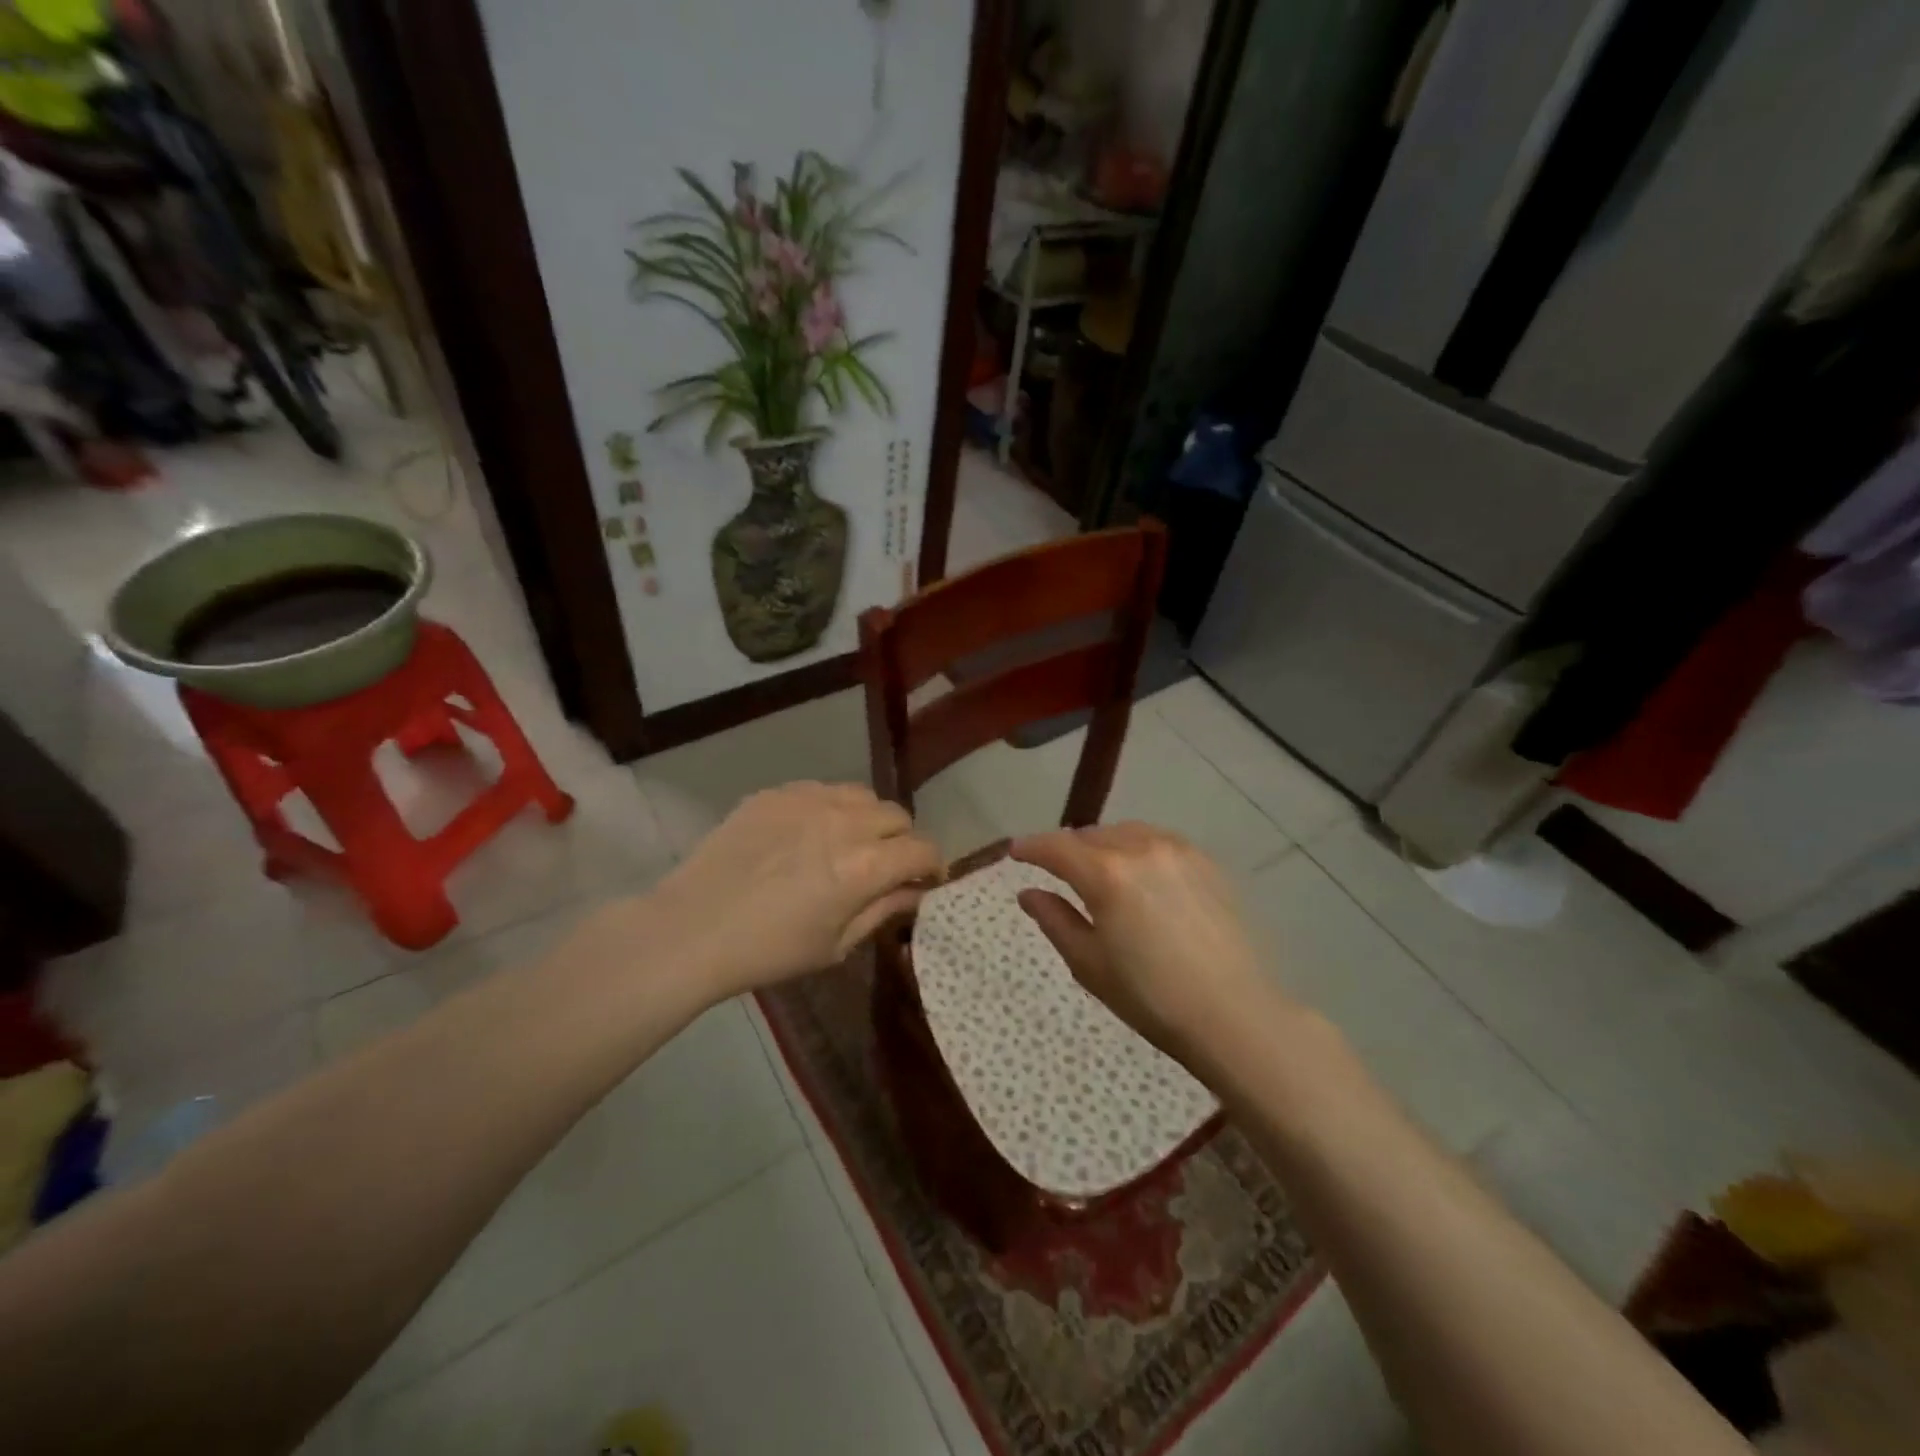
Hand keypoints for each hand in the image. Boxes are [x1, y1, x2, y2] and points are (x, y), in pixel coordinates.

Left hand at [651, 782, 942, 1000]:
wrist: (693, 928)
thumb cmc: (770, 950)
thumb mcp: (836, 944)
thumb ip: (883, 910)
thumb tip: (917, 892)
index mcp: (865, 866)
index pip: (923, 850)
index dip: (934, 866)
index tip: (927, 881)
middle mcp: (845, 822)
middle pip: (898, 816)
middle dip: (903, 841)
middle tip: (887, 866)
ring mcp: (808, 800)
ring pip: (862, 796)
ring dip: (869, 819)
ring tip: (851, 842)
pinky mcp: (777, 793)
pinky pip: (822, 789)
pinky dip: (831, 808)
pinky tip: (810, 833)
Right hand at [1010, 822, 1279, 1061]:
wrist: (1234, 1013)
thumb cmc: (1151, 997)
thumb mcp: (1089, 964)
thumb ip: (1055, 920)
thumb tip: (1028, 893)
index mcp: (1106, 874)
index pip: (1056, 847)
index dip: (1031, 848)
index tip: (1015, 853)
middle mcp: (1140, 848)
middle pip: (1091, 836)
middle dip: (1067, 849)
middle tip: (1055, 870)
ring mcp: (1178, 851)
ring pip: (1125, 833)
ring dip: (1103, 845)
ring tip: (1097, 869)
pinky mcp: (1206, 862)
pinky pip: (1158, 840)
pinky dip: (1137, 847)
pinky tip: (1139, 873)